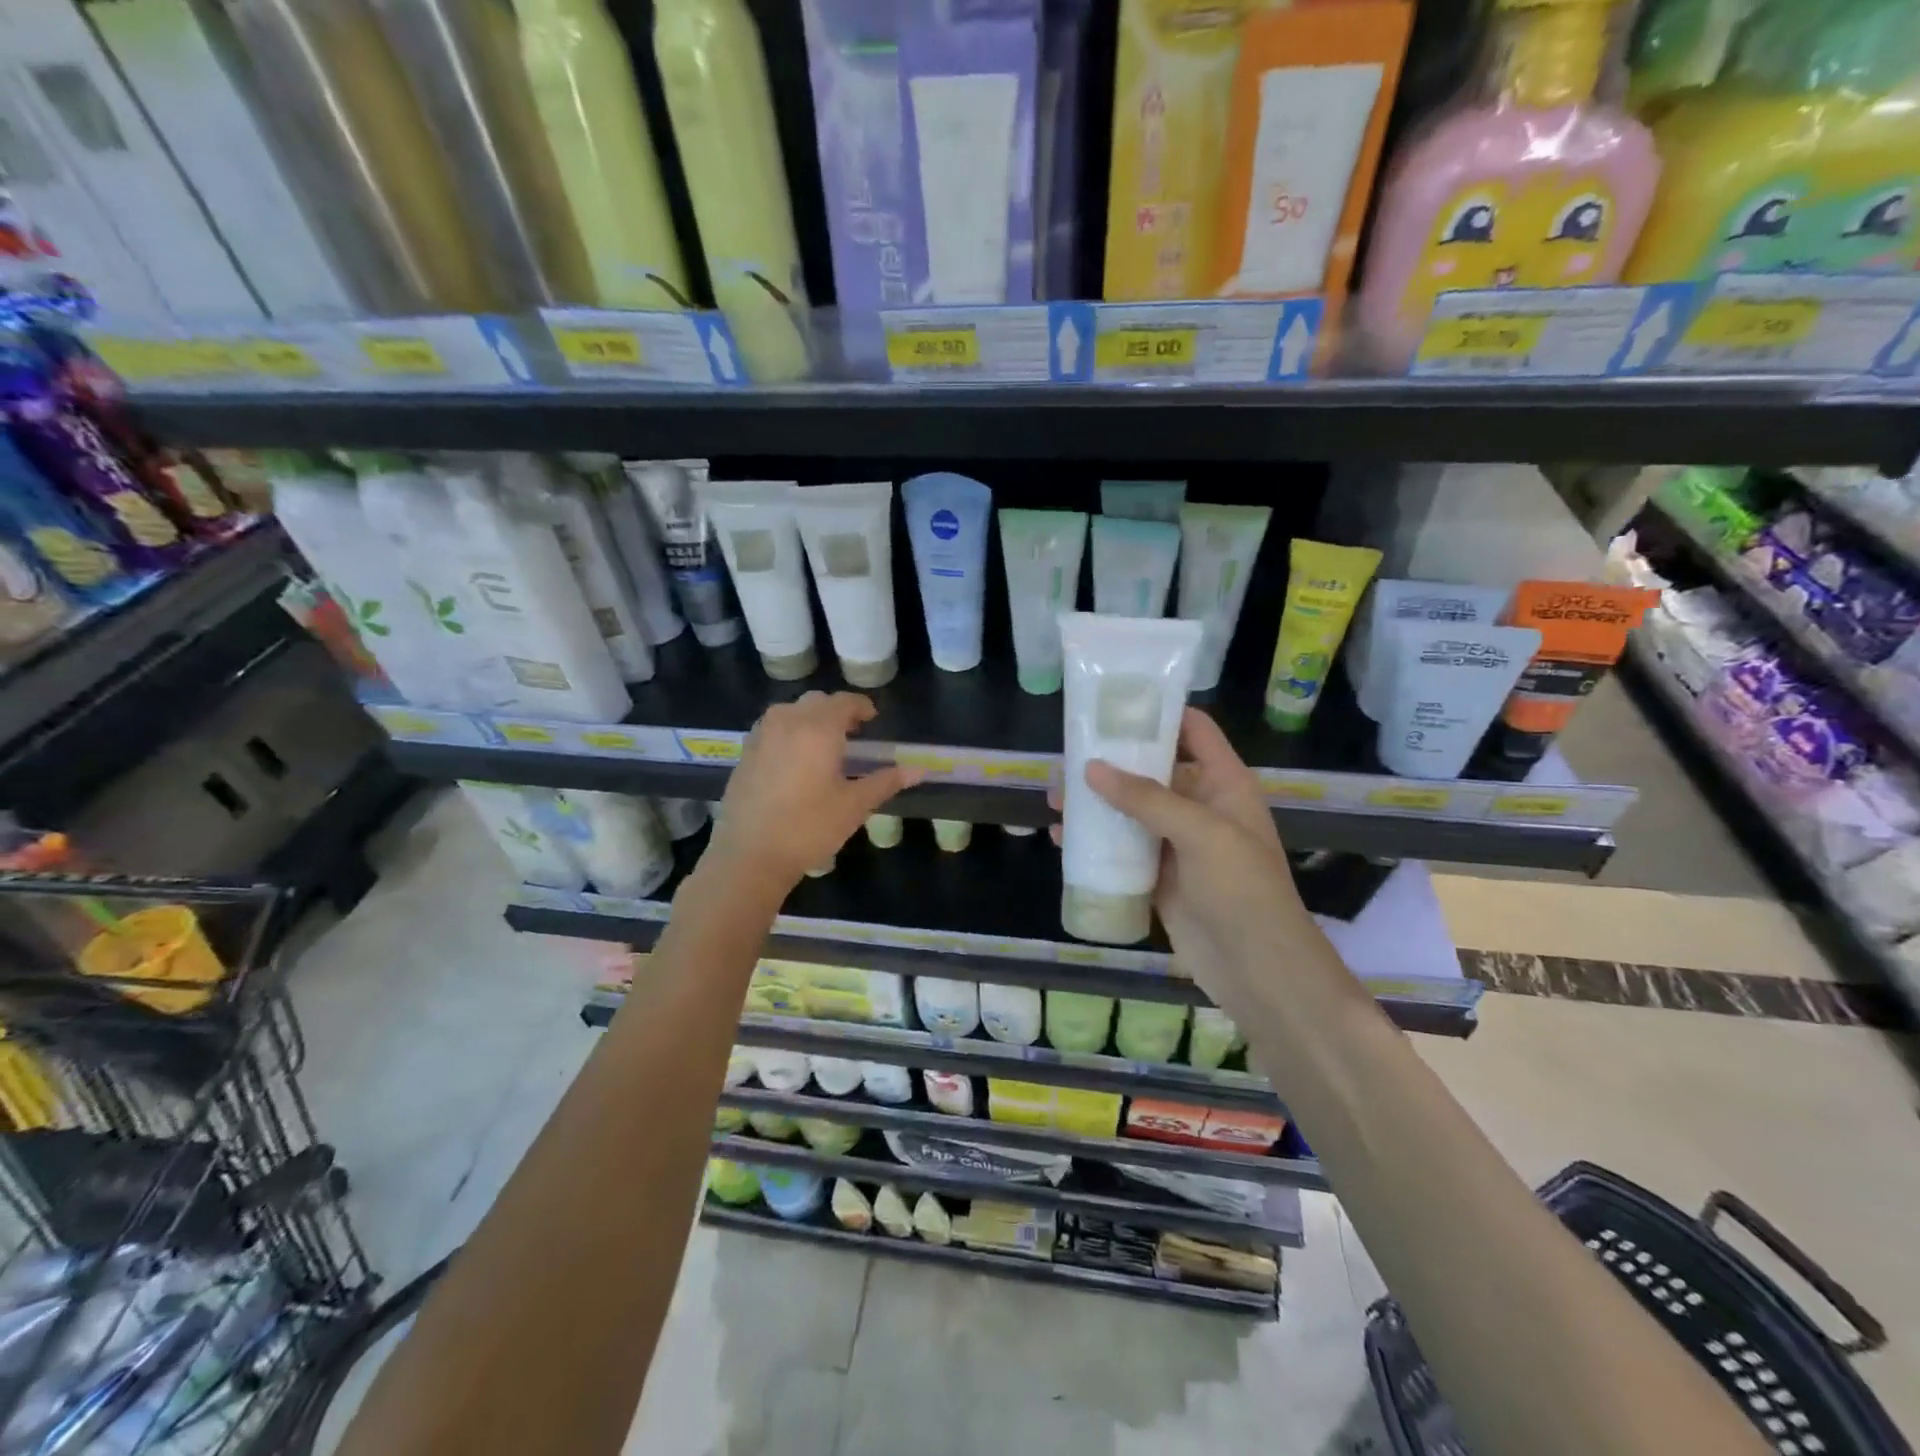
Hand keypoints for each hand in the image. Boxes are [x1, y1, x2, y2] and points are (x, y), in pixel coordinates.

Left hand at [705, 693, 922, 893]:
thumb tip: (920, 769)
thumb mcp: (854, 805)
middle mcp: (787, 721)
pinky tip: (795, 761)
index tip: (873, 720)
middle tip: (853, 734)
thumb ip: (886, 781)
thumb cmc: (809, 828)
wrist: (749, 855)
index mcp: (818, 728)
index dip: (862, 707)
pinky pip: (772, 729)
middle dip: (836, 711)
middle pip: (816, 702)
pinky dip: (789, 732)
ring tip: (824, 745)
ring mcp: (761, 736)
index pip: (844, 702)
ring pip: (790, 712)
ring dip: (811, 719)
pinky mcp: (745, 753)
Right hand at [1054, 709, 1309, 996]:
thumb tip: (1090, 768)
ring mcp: (1178, 844)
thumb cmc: (1242, 889)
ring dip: (1095, 804)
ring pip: (1131, 811)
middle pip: (1152, 770)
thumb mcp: (1201, 832)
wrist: (1257, 968)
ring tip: (1055, 799)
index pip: (1194, 731)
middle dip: (1111, 763)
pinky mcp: (1159, 877)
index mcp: (1224, 783)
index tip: (1113, 704)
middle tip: (1066, 759)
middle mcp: (1200, 806)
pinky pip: (1122, 850)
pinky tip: (1063, 840)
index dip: (1159, 712)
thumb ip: (1146, 798)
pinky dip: (1095, 843)